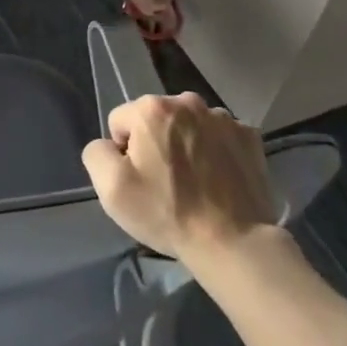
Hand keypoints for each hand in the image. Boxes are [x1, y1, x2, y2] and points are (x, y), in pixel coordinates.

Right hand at [83, 94, 276, 258]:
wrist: (235, 242)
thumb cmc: (168, 212)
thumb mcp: (110, 188)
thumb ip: (97, 153)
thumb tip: (110, 145)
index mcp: (152, 109)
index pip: (120, 121)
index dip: (123, 152)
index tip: (140, 179)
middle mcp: (188, 103)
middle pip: (156, 119)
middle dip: (155, 143)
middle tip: (165, 182)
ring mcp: (223, 118)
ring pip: (188, 126)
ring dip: (186, 144)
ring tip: (195, 182)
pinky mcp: (249, 137)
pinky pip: (219, 137)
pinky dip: (215, 151)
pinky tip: (218, 179)